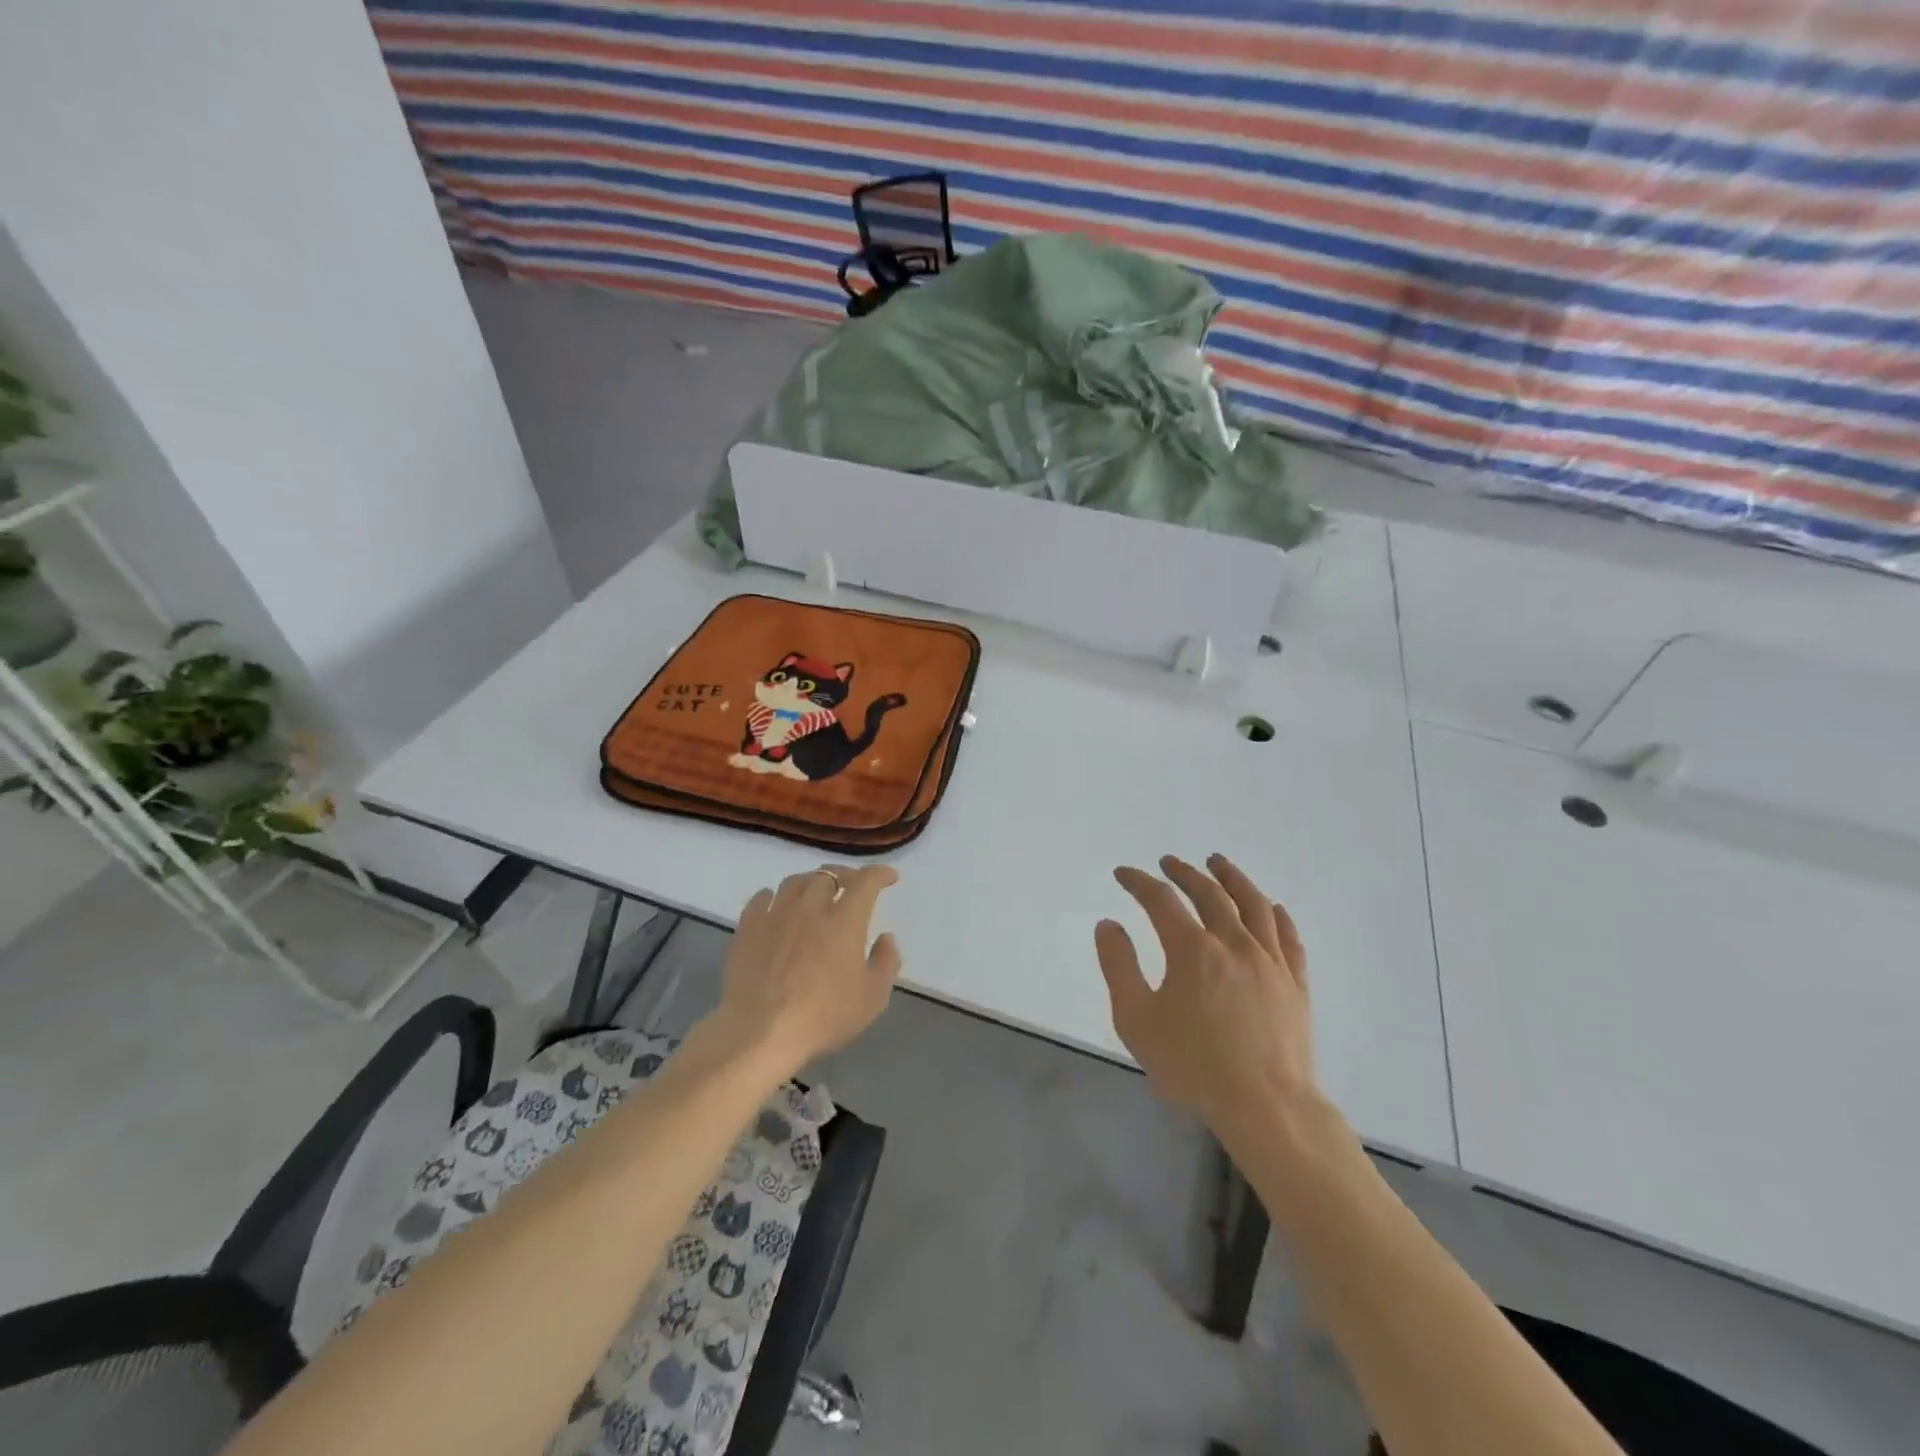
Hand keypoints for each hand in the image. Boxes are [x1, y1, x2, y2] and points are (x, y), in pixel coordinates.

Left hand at [708, 864, 902, 1075]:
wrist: (759, 1033)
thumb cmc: (822, 1016)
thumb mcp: (872, 998)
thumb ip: (886, 962)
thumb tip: (886, 938)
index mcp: (844, 920)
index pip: (865, 882)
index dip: (880, 874)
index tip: (889, 877)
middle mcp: (810, 907)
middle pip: (827, 875)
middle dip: (844, 876)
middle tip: (850, 887)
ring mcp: (776, 915)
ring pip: (794, 882)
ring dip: (810, 882)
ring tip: (814, 893)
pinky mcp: (748, 928)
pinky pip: (761, 898)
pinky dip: (774, 896)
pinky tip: (775, 905)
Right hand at [1095, 854, 1319, 1147]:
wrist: (1267, 1107)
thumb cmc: (1194, 1066)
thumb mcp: (1137, 1021)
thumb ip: (1119, 967)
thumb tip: (1109, 925)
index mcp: (1193, 950)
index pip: (1162, 901)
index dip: (1139, 882)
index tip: (1124, 874)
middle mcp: (1234, 944)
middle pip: (1210, 894)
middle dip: (1184, 873)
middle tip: (1169, 862)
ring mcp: (1271, 962)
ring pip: (1254, 905)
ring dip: (1233, 878)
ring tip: (1218, 863)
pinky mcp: (1295, 984)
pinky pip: (1288, 938)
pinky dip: (1277, 915)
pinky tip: (1272, 907)